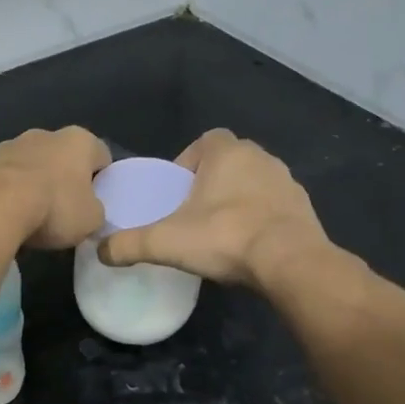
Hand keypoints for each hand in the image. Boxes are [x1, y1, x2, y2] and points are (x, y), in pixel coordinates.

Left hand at [0, 127, 109, 249]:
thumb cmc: (54, 206)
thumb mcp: (91, 219)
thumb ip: (95, 211)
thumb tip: (88, 211)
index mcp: (79, 140)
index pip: (101, 155)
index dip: (102, 178)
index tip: (96, 201)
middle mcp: (45, 134)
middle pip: (62, 157)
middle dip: (64, 178)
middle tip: (65, 209)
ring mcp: (11, 144)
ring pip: (31, 164)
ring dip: (33, 183)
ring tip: (32, 215)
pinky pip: (5, 178)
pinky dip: (9, 192)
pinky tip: (7, 214)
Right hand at [98, 130, 348, 296]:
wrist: (290, 263)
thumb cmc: (225, 237)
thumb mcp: (165, 242)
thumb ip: (128, 244)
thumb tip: (99, 252)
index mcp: (227, 153)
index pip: (205, 140)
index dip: (188, 161)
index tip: (176, 190)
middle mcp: (261, 158)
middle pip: (229, 161)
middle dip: (211, 181)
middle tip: (193, 212)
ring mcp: (287, 183)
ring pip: (254, 183)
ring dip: (238, 199)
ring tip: (220, 230)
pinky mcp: (305, 209)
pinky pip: (274, 206)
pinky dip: (260, 219)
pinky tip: (247, 245)